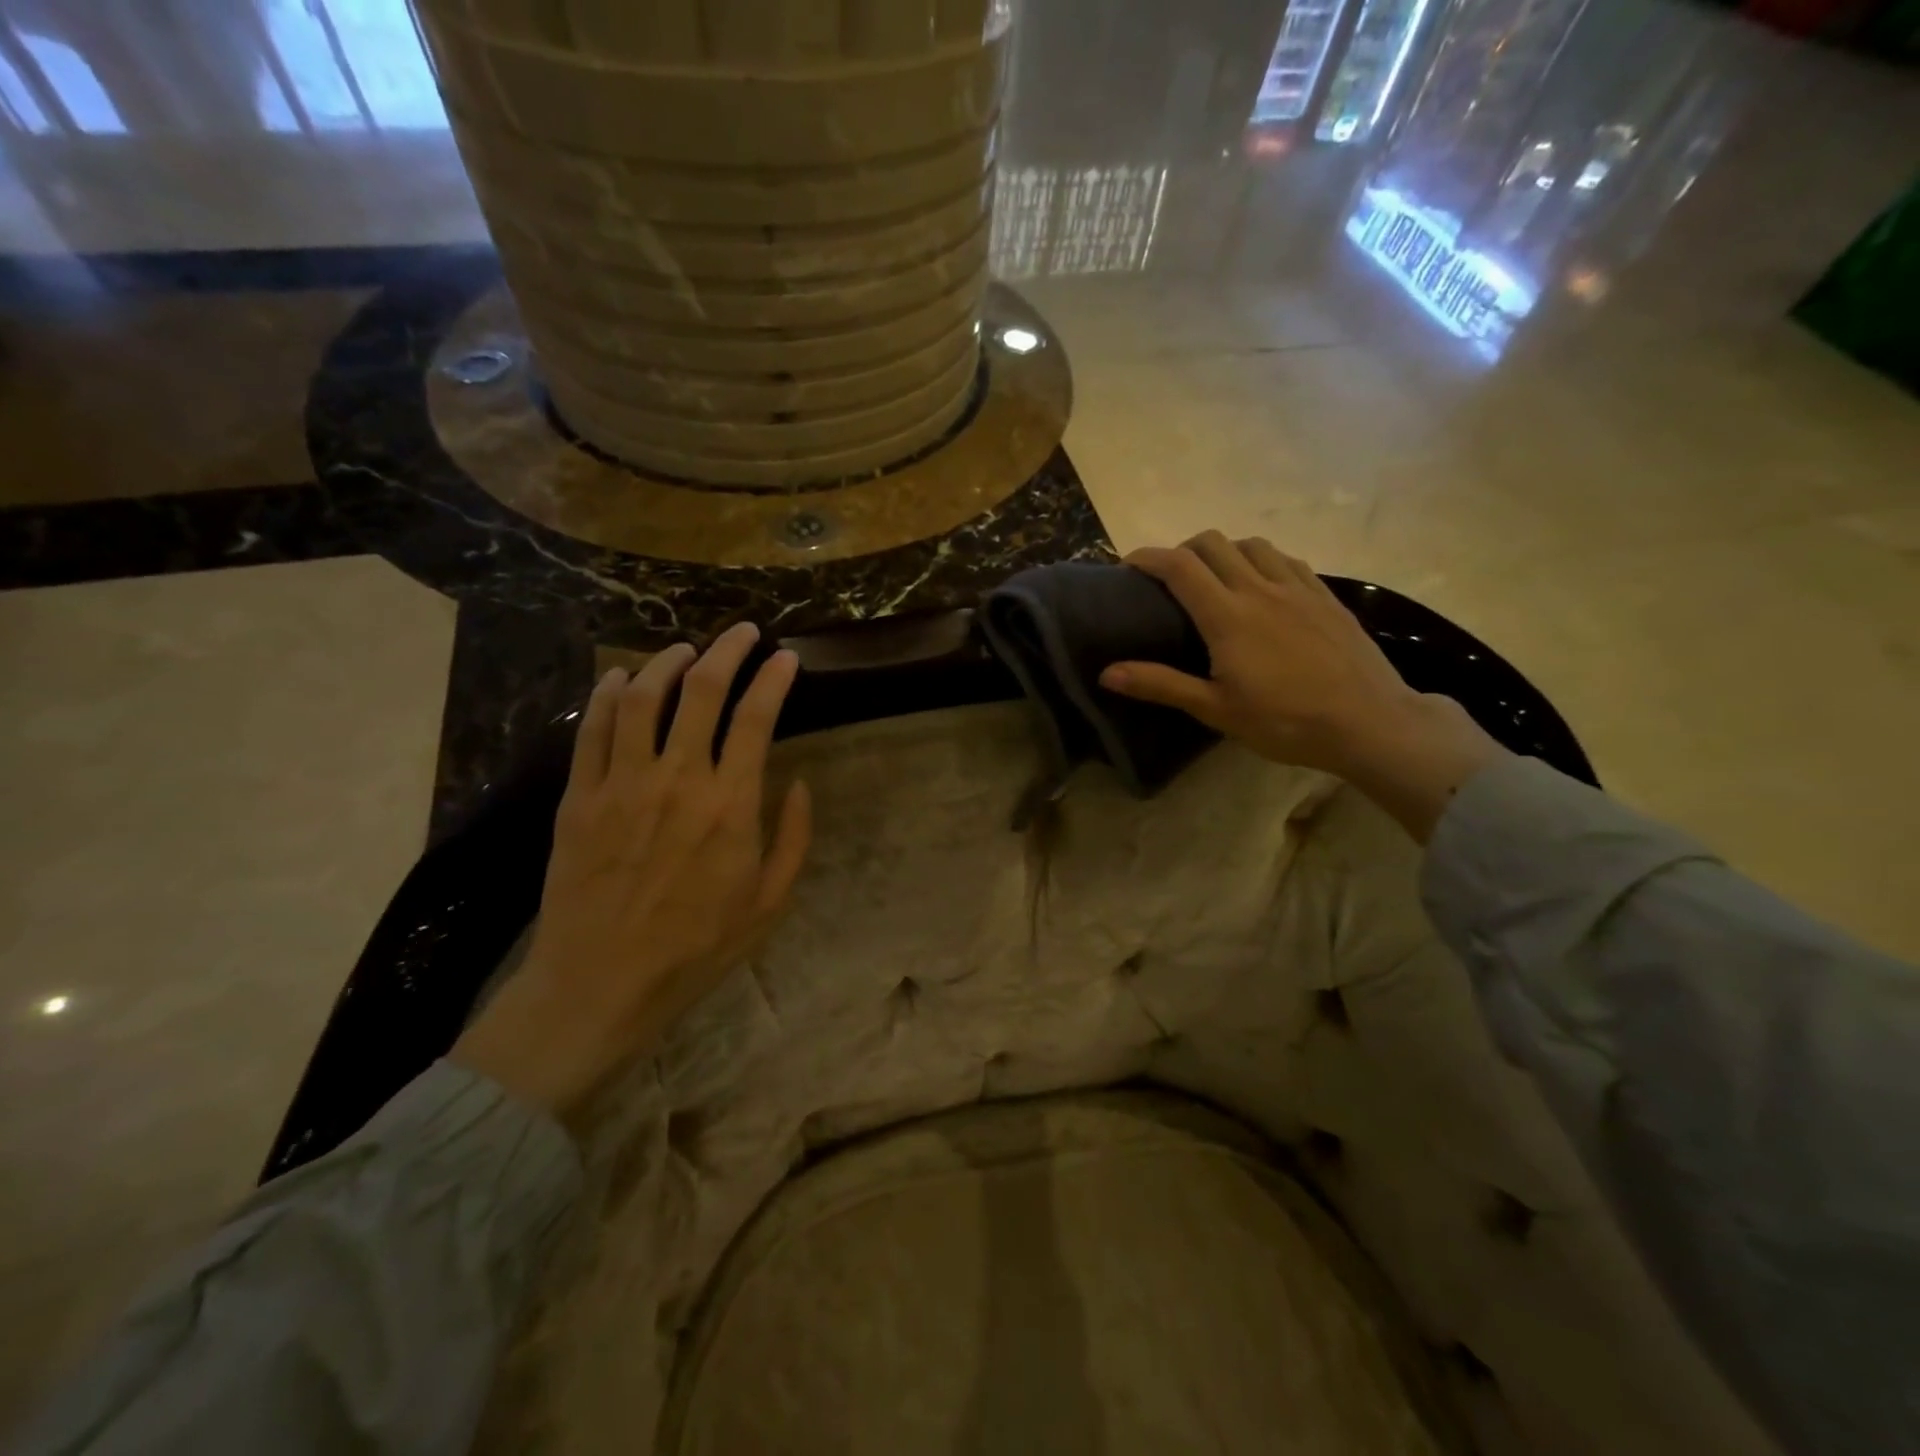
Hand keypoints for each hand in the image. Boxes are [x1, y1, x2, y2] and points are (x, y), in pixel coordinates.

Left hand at [451, 623, 810, 1122]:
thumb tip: (801, 784)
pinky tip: (619, 678)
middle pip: (701, 691)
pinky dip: (606, 694)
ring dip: (667, 662)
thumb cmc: (696, 948)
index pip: (756, 718)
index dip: (774, 678)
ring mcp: (621, 784)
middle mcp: (677, 779)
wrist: (601, 985)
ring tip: (686, 650)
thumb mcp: (769, 903)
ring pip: (642, 697)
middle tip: (743, 632)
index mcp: (730, 805)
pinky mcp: (579, 797)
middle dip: (727, 650)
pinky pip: (592, 729)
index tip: (785, 657)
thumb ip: (793, 838)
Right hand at [1100, 532, 1504, 839]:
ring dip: (1223, 550)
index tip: (1128, 565)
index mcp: (1227, 616)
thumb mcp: (1215, 709)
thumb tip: (1106, 673)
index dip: (1148, 557)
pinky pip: (1286, 559)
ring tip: (1215, 577)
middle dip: (1182, 549)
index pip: (1178, 566)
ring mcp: (1297, 587)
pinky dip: (1261, 559)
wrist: (1368, 722)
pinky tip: (1263, 584)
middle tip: (1169, 578)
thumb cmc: (1284, 721)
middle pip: (1212, 543)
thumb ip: (1161, 685)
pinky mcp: (1325, 595)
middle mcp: (1259, 588)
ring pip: (1251, 544)